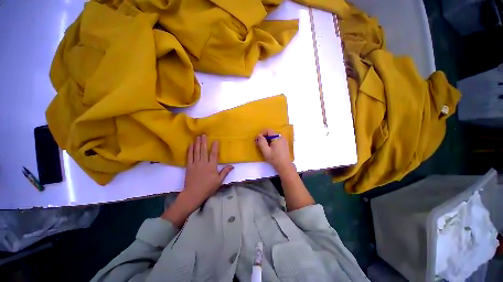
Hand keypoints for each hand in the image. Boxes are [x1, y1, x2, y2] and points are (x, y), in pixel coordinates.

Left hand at [183, 135, 233, 208]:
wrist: (194, 194)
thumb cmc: (208, 187)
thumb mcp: (219, 181)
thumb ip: (225, 172)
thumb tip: (232, 166)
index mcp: (211, 166)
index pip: (214, 154)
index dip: (214, 147)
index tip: (215, 140)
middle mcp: (203, 163)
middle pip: (203, 150)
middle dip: (204, 142)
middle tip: (203, 134)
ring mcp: (195, 164)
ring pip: (196, 152)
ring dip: (197, 144)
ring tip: (197, 137)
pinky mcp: (189, 166)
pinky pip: (189, 156)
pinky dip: (190, 150)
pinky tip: (190, 145)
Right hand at [256, 129, 293, 172]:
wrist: (284, 166)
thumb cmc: (275, 158)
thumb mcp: (266, 151)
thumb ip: (261, 142)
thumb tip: (259, 136)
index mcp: (277, 137)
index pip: (268, 130)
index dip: (262, 133)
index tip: (258, 139)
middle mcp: (281, 137)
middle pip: (271, 133)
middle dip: (265, 137)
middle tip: (260, 143)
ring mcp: (284, 140)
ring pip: (274, 136)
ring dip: (268, 139)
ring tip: (265, 146)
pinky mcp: (284, 144)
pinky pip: (277, 139)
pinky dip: (272, 142)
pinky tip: (270, 148)